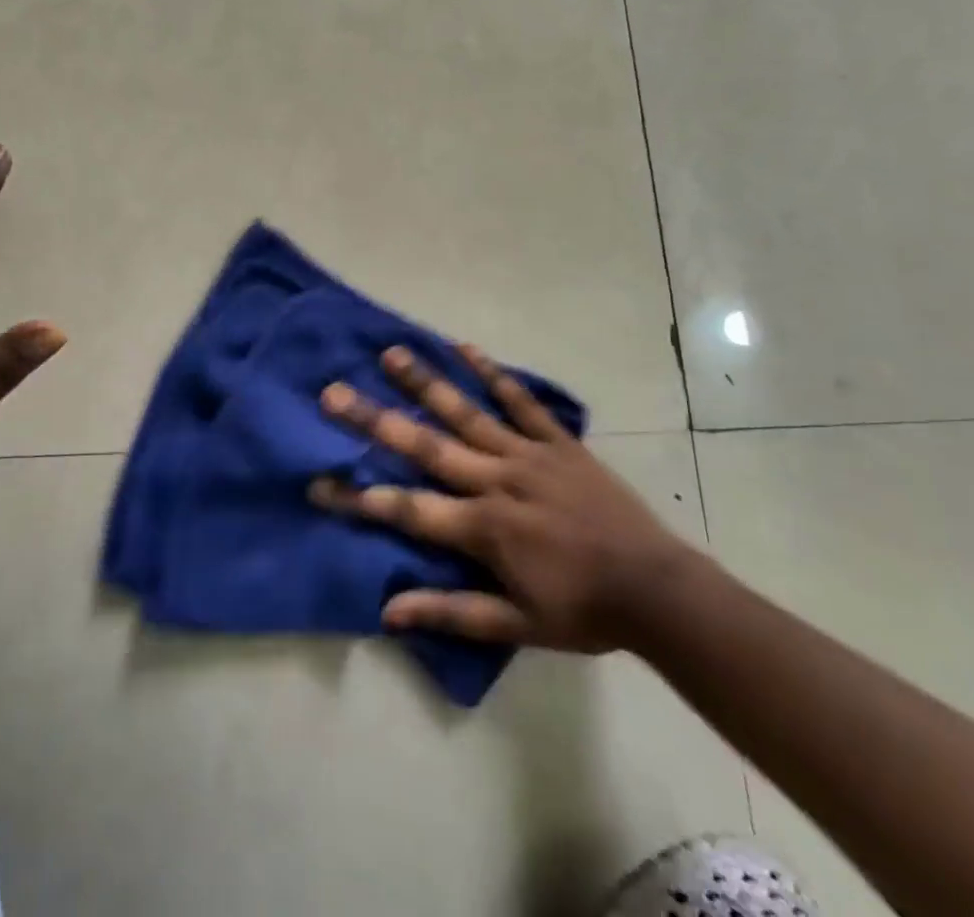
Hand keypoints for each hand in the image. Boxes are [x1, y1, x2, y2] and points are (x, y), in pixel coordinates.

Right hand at [309, 344, 695, 652]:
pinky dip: (493, 373)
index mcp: (483, 527)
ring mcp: (527, 454)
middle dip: (374, 420)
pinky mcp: (556, 441)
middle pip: (425, 446)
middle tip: (333, 392)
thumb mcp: (516, 626)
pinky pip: (520, 401)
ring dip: (425, 383)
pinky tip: (464, 347)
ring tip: (392, 353)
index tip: (317, 482)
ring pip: (466, 412)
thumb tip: (388, 611)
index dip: (358, 499)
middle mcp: (496, 480)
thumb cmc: (582, 611)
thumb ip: (451, 613)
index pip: (407, 509)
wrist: (657, 590)